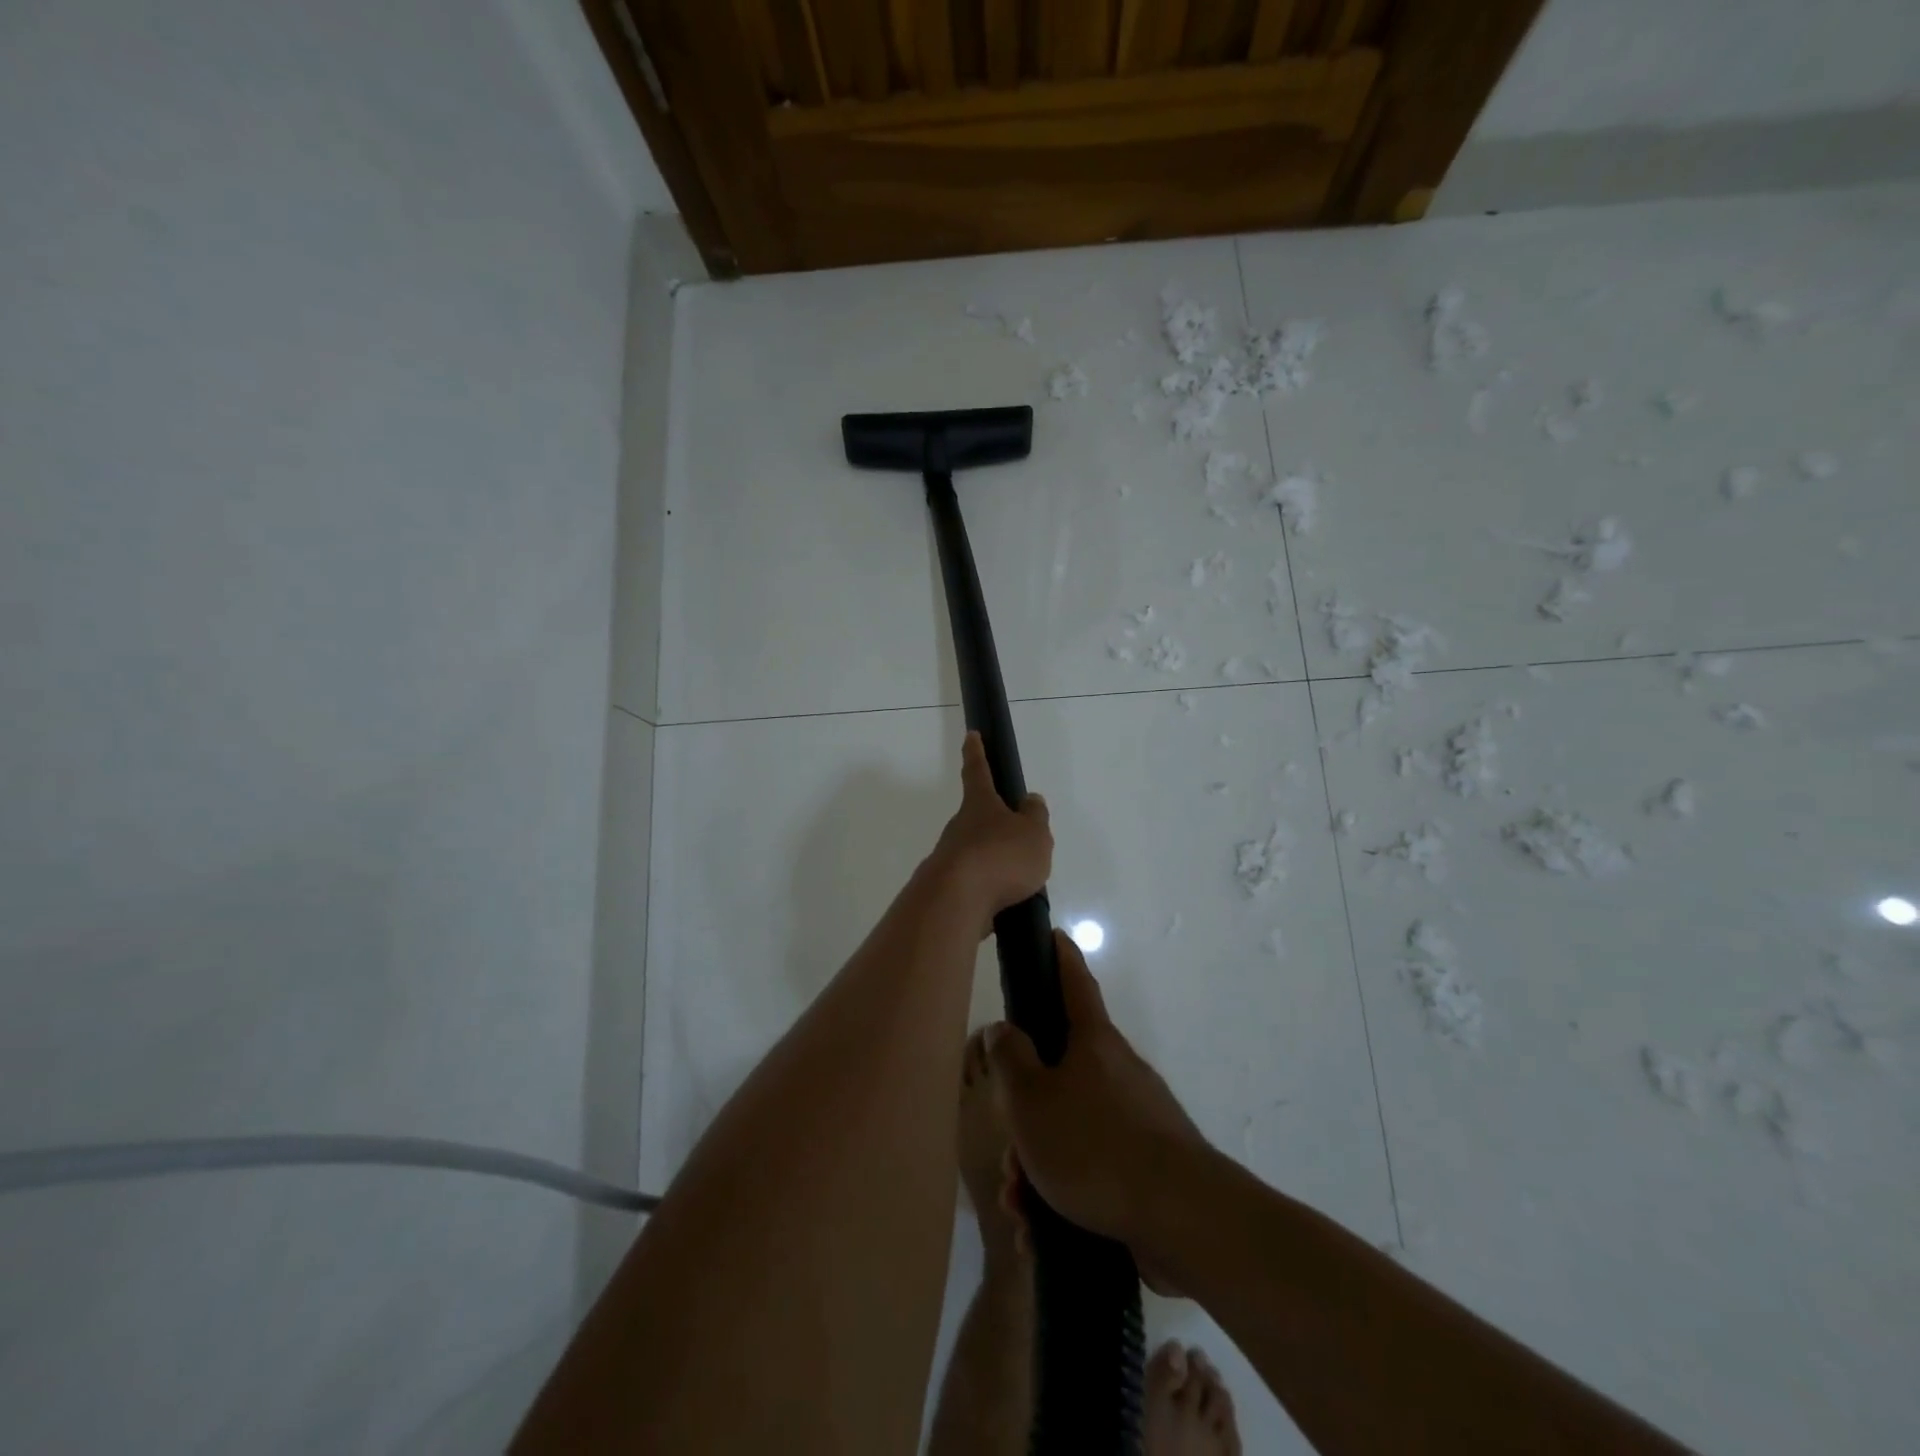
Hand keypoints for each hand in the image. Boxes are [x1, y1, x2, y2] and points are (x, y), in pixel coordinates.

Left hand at [925, 732, 1051, 929]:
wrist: (957, 902)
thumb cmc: (1000, 856)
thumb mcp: (1033, 832)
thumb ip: (1035, 815)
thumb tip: (1029, 800)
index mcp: (980, 805)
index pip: (977, 771)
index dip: (976, 752)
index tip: (971, 735)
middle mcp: (960, 827)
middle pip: (977, 817)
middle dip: (995, 823)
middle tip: (1018, 837)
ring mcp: (950, 858)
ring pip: (976, 852)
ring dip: (994, 861)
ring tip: (1021, 880)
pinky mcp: (949, 889)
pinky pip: (975, 883)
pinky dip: (990, 889)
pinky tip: (1005, 903)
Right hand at [985, 931, 1210, 1271]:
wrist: (1181, 1219)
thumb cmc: (1094, 1144)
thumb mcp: (1031, 1099)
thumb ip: (1010, 1059)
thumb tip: (1003, 1029)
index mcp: (1093, 1042)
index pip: (1075, 983)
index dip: (1061, 957)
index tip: (1055, 935)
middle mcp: (1118, 1072)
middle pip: (1061, 1074)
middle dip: (1028, 1112)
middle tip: (1009, 1151)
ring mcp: (1137, 1120)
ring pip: (1072, 1130)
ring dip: (1039, 1166)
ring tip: (1021, 1206)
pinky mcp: (1146, 1169)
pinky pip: (1093, 1171)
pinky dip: (1064, 1196)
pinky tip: (1043, 1235)